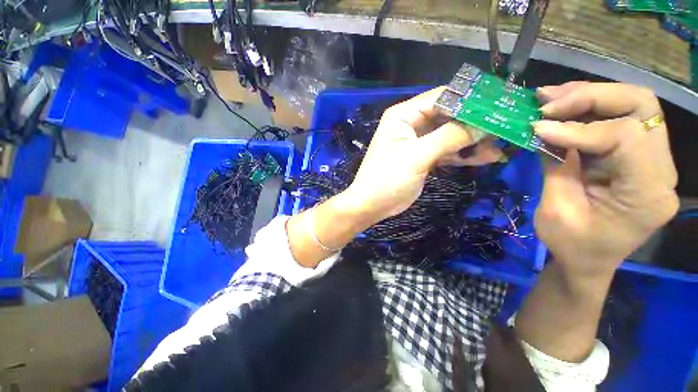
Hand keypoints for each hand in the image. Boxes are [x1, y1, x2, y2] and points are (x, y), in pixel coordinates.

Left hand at [342, 87, 502, 224]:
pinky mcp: (425, 158)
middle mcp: (412, 124)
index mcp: (404, 116)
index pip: (442, 97)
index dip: (470, 98)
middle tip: (507, 125)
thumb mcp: (416, 156)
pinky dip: (465, 155)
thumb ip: (449, 137)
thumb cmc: (387, 178)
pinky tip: (487, 158)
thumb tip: (484, 122)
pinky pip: (448, 152)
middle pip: (450, 116)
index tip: (500, 103)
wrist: (372, 205)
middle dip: (476, 122)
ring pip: (452, 135)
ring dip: (474, 140)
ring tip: (501, 146)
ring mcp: (420, 142)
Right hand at [533, 82, 678, 276]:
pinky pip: (620, 119)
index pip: (625, 137)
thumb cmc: (571, 246)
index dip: (579, 129)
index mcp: (646, 194)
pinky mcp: (638, 156)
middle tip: (549, 101)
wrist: (588, 261)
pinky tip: (562, 106)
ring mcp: (653, 160)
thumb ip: (556, 166)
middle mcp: (661, 170)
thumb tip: (542, 129)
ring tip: (549, 97)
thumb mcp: (557, 211)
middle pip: (641, 108)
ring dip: (589, 96)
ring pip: (634, 106)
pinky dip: (589, 108)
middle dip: (592, 97)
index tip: (538, 129)